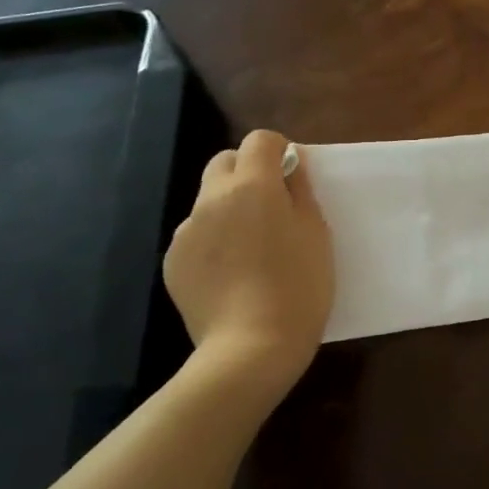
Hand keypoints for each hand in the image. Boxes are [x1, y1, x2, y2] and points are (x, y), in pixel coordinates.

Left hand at [163, 130, 334, 404]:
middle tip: (271, 206)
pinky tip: (231, 275)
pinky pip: (196, 235)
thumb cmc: (299, 286)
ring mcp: (186, 231)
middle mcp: (212, 199)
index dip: (278, 151)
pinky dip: (213, 241)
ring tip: (251, 249)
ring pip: (208, 200)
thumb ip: (300, 193)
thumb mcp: (316, 234)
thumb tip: (289, 169)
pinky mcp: (173, 262)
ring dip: (229, 208)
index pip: (259, 141)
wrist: (251, 347)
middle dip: (247, 171)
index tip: (292, 175)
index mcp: (252, 187)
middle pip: (224, 162)